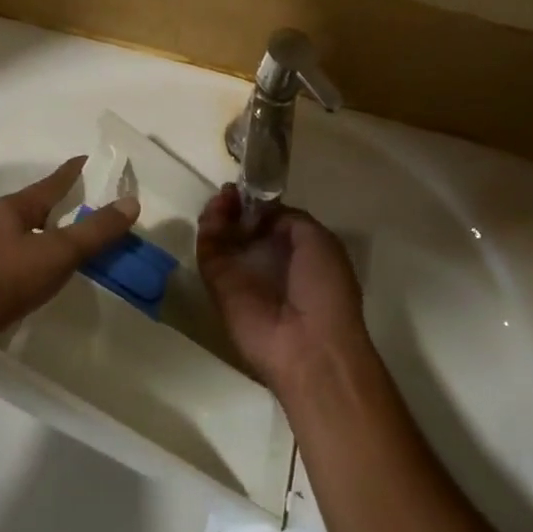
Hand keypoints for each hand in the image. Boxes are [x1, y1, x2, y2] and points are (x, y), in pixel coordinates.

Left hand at [0, 157, 137, 374]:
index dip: (78, 171)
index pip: (55, 180)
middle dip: (69, 206)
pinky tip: (51, 280)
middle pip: (42, 208)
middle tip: (101, 209)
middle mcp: (0, 224)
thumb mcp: (56, 253)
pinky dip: (42, 265)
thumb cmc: (0, 280)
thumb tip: (132, 202)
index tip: (97, 162)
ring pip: (31, 237)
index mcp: (15, 207)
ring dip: (55, 238)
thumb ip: (94, 231)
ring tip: (82, 246)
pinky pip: (22, 264)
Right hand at [196, 185, 374, 399]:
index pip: (271, 221)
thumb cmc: (324, 288)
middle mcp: (267, 261)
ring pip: (222, 236)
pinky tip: (215, 211)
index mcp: (298, 252)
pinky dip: (208, 228)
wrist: (308, 344)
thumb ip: (289, 219)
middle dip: (236, 205)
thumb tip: (262, 213)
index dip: (260, 203)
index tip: (252, 187)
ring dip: (220, 212)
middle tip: (231, 191)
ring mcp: (241, 273)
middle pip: (243, 226)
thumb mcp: (318, 240)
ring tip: (223, 198)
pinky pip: (209, 251)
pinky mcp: (217, 285)